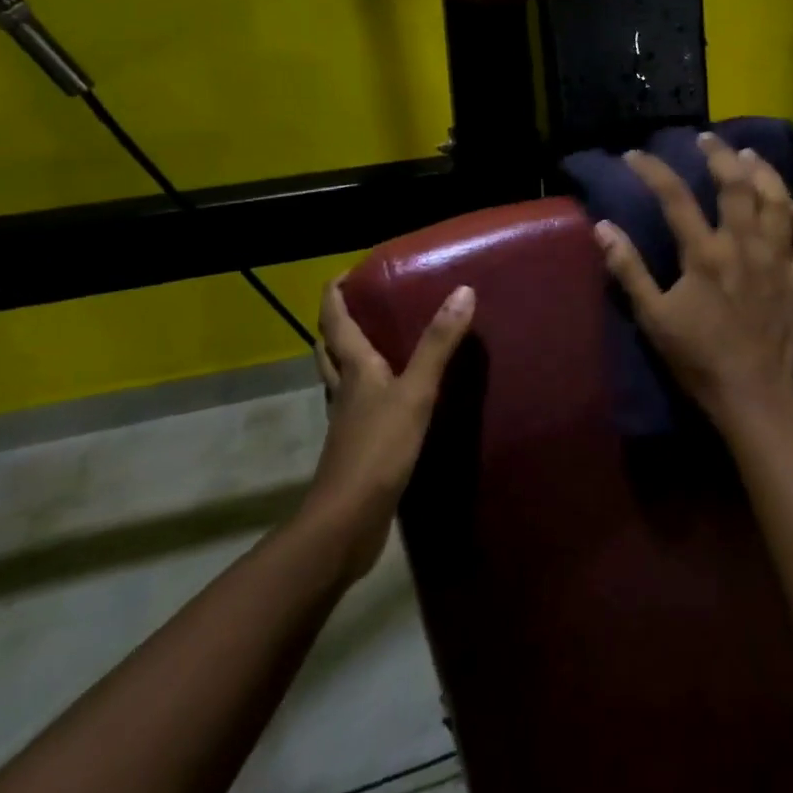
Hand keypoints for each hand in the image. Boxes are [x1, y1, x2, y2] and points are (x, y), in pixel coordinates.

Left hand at [309, 280, 474, 578]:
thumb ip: (438, 345)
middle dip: (337, 323)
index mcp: (354, 369)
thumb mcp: (416, 392)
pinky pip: (359, 405)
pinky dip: (368, 390)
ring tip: (377, 341)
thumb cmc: (378, 450)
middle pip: (329, 348)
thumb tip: (463, 291)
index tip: (348, 271)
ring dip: (348, 355)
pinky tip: (392, 396)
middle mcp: (344, 390)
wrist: (347, 521)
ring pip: (340, 378)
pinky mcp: (358, 446)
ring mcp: (348, 421)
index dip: (335, 293)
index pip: (335, 321)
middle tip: (361, 303)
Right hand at [594, 133, 792, 440]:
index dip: (652, 170)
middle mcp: (745, 245)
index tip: (635, 155)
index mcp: (705, 253)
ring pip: (778, 200)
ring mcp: (779, 259)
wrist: (752, 396)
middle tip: (707, 140)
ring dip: (765, 172)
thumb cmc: (697, 358)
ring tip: (750, 156)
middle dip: (720, 155)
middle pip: (736, 184)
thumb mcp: (653, 317)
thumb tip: (603, 227)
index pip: (674, 197)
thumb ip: (628, 270)